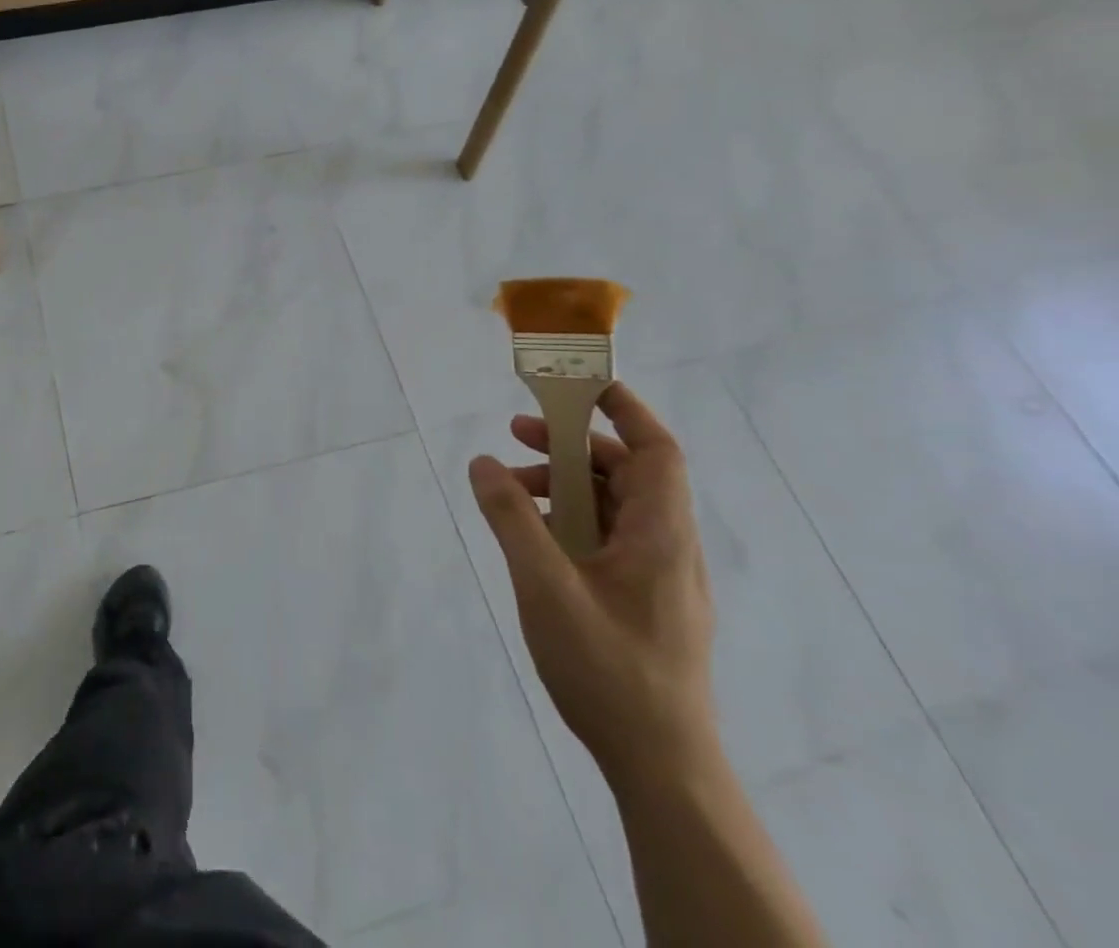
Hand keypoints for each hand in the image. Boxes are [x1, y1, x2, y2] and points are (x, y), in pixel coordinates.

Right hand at [467, 382, 718, 786]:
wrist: (662, 769)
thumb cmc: (608, 669)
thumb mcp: (546, 586)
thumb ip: (511, 519)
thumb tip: (483, 462)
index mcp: (661, 535)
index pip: (656, 450)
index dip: (624, 409)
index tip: (578, 384)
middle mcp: (670, 548)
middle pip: (627, 473)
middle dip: (572, 445)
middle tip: (517, 435)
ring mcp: (660, 579)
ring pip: (615, 507)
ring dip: (565, 486)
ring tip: (512, 492)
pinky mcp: (646, 603)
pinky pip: (609, 539)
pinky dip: (571, 521)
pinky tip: (533, 540)